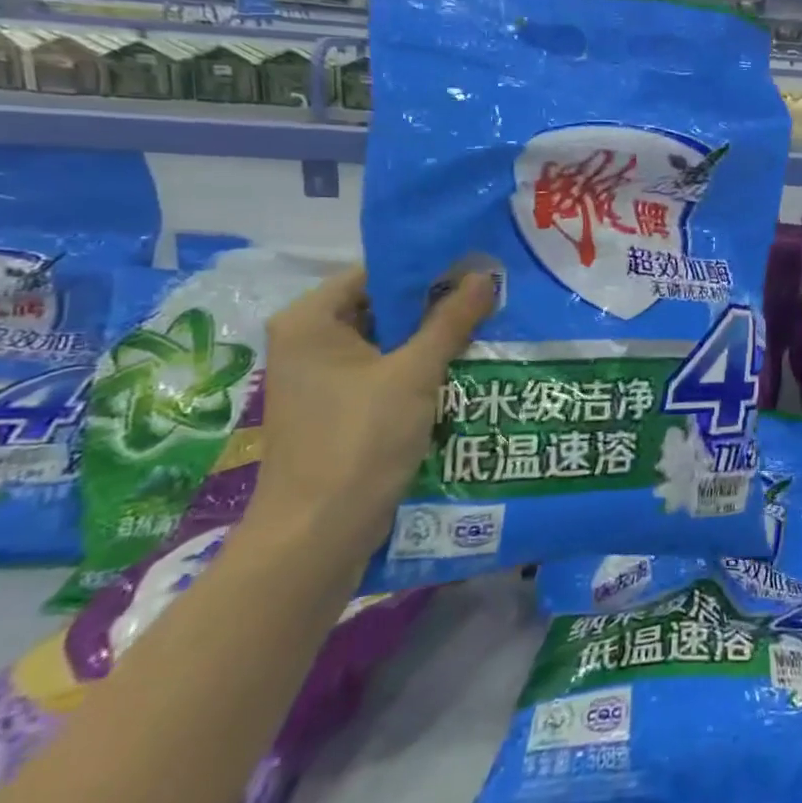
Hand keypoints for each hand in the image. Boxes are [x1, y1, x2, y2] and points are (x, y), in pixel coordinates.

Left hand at [250, 264, 494, 556]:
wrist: (319, 535)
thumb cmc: (359, 441)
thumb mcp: (413, 373)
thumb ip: (450, 320)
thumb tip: (485, 274)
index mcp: (310, 320)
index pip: (376, 272)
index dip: (428, 268)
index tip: (478, 267)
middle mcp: (309, 341)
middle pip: (383, 306)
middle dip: (436, 305)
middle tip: (492, 296)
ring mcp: (322, 378)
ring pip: (388, 342)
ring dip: (432, 339)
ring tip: (488, 326)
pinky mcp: (339, 409)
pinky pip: (385, 372)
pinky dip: (419, 369)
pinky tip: (464, 368)